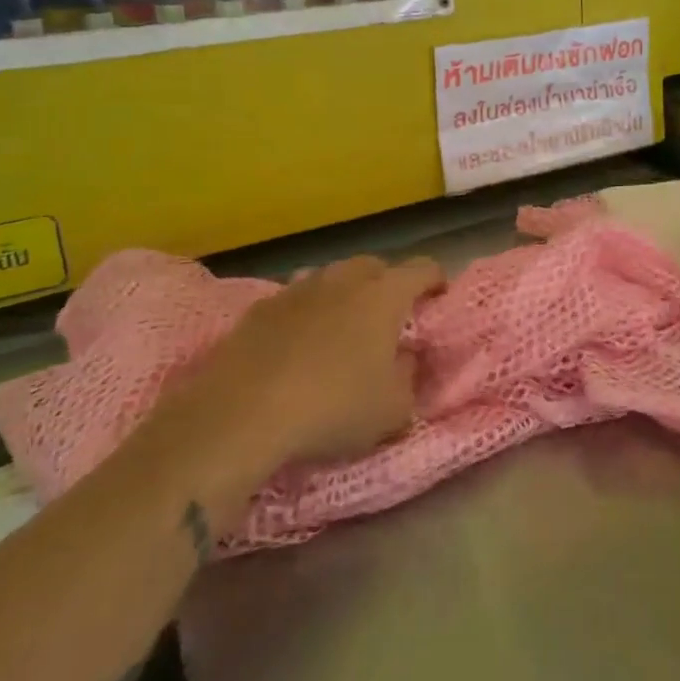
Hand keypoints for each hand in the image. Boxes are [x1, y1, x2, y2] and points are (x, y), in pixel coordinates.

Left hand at [142, 255, 443, 524]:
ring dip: (343, 295)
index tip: (438, 299)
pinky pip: (295, 301)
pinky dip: (305, 315)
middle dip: (387, 284)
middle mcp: (342, 279)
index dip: (436, 281)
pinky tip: (298, 347)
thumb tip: (406, 358)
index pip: (423, 268)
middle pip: (374, 266)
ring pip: (331, 279)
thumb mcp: (392, 409)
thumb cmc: (333, 408)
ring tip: (342, 330)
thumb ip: (409, 377)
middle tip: (390, 318)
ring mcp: (297, 290)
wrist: (240, 414)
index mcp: (384, 295)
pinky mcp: (259, 310)